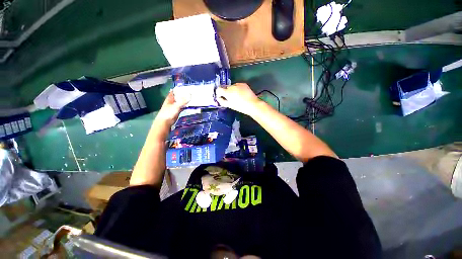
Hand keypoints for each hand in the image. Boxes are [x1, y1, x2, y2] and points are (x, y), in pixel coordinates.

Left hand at [156, 91, 189, 124]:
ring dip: (185, 100)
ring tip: (191, 97)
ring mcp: (174, 106)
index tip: (184, 86)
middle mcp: (172, 101)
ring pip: (181, 102)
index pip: (174, 91)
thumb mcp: (176, 106)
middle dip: (183, 94)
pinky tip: (189, 105)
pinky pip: (182, 107)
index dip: (178, 88)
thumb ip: (183, 101)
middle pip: (178, 96)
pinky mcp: (177, 111)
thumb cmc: (168, 113)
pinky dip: (185, 106)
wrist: (165, 121)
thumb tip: (189, 95)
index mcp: (170, 98)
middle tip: (190, 91)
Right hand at [216, 83, 260, 115]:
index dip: (219, 93)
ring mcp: (238, 84)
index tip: (221, 97)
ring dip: (232, 90)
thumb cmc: (240, 107)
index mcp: (227, 92)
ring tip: (237, 96)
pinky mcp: (243, 84)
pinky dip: (237, 89)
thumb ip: (222, 101)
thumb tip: (218, 98)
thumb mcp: (230, 105)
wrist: (252, 104)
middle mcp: (232, 86)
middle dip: (226, 92)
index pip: (218, 89)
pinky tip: (241, 94)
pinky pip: (238, 86)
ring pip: (232, 86)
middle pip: (225, 87)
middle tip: (230, 98)